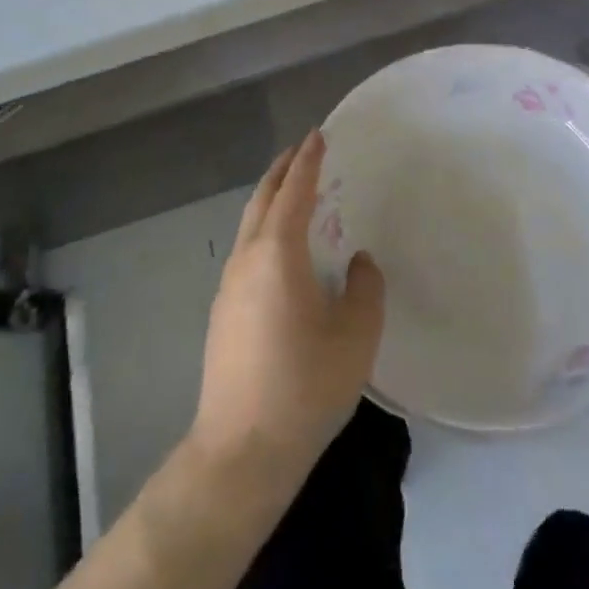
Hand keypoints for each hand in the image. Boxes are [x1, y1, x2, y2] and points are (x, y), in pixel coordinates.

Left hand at [190, 131, 385, 492]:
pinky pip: (246, 252)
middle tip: (301, 151)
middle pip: (261, 201)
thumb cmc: (305, 386)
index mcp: (277, 255)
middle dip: (281, 172)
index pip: (293, 192)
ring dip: (269, 200)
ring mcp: (228, 289)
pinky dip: (264, 230)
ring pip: (248, 227)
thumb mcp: (356, 335)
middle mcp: (246, 262)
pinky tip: (280, 250)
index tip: (318, 135)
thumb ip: (365, 288)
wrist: (241, 453)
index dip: (308, 161)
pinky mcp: (222, 316)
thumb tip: (358, 262)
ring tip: (293, 192)